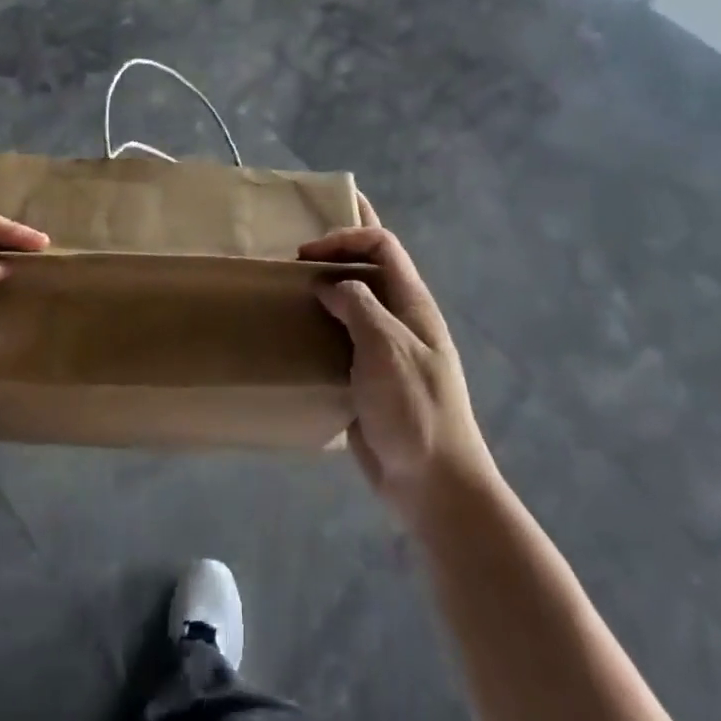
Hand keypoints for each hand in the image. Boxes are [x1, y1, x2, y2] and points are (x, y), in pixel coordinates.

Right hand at [300, 198, 494, 529]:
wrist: (431, 482)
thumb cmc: (414, 407)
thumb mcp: (387, 347)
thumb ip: (359, 305)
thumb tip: (330, 285)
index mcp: (412, 303)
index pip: (382, 246)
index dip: (346, 238)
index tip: (307, 254)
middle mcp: (399, 318)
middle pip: (370, 267)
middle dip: (337, 252)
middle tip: (295, 258)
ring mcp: (383, 349)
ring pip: (353, 303)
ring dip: (325, 290)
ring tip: (288, 291)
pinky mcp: (366, 378)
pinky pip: (341, 339)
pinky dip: (320, 327)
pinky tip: (296, 334)